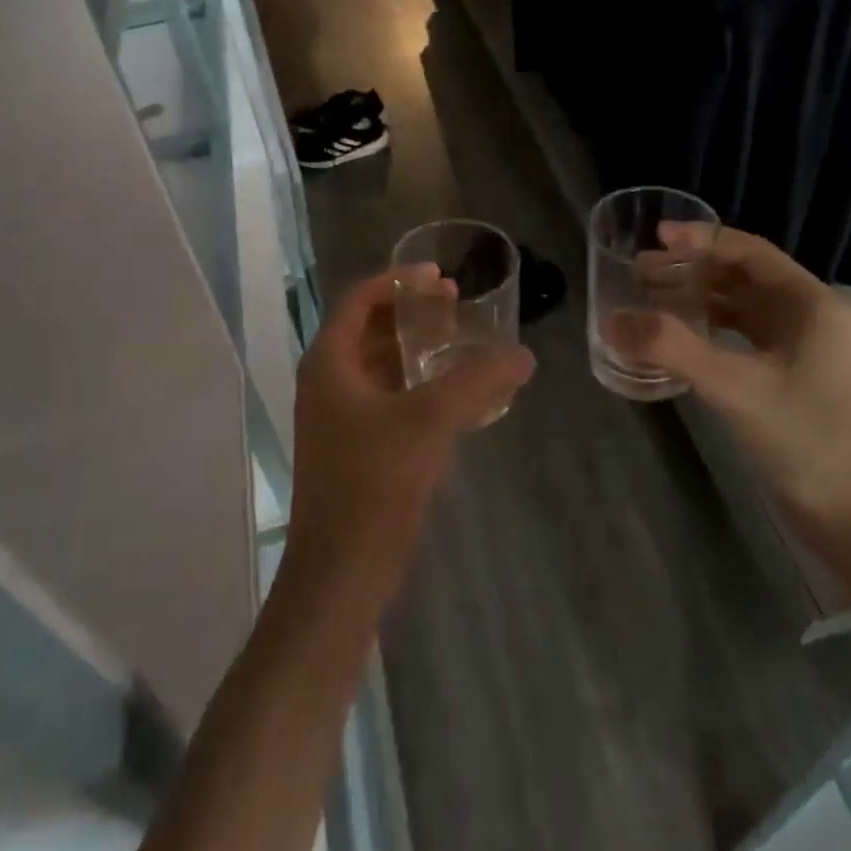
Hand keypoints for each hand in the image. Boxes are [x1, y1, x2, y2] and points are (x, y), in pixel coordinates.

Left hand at [284, 270, 535, 594]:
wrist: (341, 572)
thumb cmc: (374, 484)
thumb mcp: (429, 421)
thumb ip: (477, 381)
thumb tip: (522, 355)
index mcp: (329, 363)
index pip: (360, 300)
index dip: (399, 281)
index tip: (442, 277)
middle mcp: (327, 383)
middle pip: (369, 328)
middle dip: (411, 312)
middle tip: (456, 303)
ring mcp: (338, 418)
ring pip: (379, 365)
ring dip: (416, 347)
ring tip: (459, 340)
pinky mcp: (355, 448)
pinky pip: (387, 397)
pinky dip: (416, 384)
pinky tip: (452, 393)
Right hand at [616, 229, 850, 557]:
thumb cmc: (804, 438)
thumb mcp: (734, 386)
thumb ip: (671, 348)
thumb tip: (612, 319)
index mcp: (809, 303)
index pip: (749, 252)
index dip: (701, 240)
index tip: (655, 238)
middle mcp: (808, 316)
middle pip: (741, 276)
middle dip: (691, 270)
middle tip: (640, 272)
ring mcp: (799, 349)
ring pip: (740, 308)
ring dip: (696, 299)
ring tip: (649, 299)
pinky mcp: (787, 378)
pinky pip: (739, 338)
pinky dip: (706, 331)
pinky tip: (676, 340)